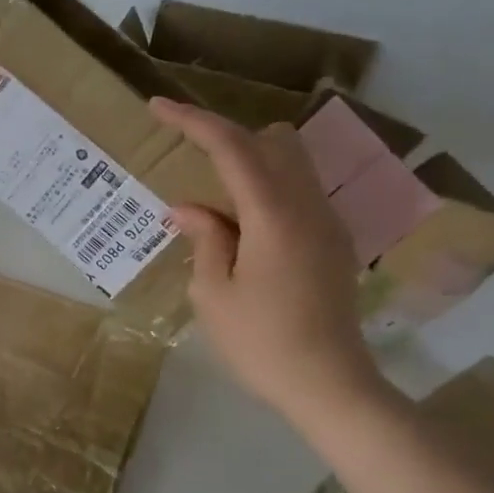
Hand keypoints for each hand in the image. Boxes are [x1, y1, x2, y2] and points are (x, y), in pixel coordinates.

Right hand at [150, 98, 381, 419]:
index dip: (193, 121)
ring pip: (292, 162)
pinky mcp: (335, 241)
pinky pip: (299, 191)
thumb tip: (189, 207)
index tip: (158, 107)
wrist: (330, 386)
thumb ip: (204, 239)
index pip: (233, 147)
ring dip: (251, 164)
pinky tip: (243, 232)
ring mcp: (328, 223)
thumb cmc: (261, 344)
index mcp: (274, 217)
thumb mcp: (214, 294)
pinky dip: (267, 190)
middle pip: (274, 140)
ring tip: (216, 204)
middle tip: (192, 167)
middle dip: (229, 140)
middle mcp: (309, 207)